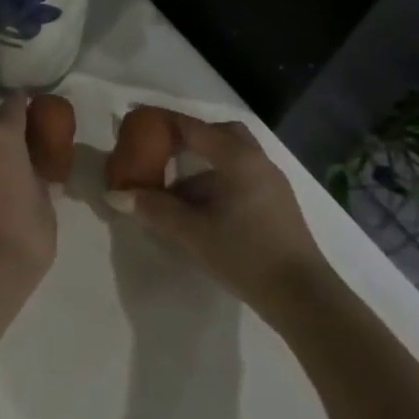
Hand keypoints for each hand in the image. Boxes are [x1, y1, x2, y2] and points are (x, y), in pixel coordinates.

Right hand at [126, 111, 327, 320]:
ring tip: (172, 190)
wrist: (303, 298)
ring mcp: (270, 184)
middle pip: (219, 135)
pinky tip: (197, 210)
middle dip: (189, 138)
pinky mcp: (276, 206)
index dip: (161, 121)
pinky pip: (239, 179)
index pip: (191, 127)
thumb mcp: (192, 232)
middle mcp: (257, 162)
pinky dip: (214, 183)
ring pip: (230, 159)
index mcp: (237, 159)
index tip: (135, 120)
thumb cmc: (246, 254)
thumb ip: (153, 208)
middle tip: (162, 151)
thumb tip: (116, 195)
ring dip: (200, 167)